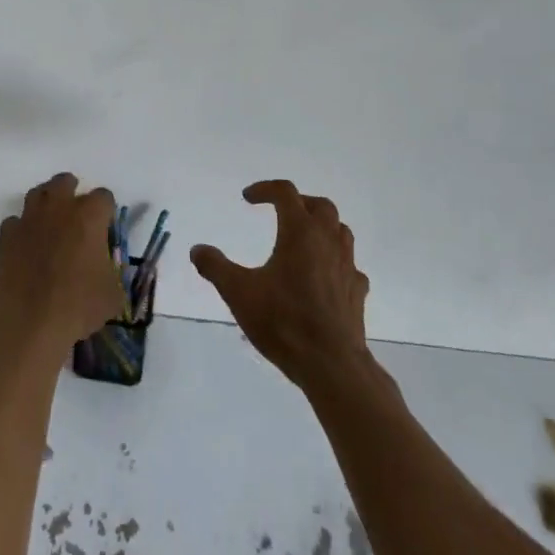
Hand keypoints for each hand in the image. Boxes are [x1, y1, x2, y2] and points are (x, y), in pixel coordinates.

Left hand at [0, 173, 124, 354]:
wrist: (27, 322)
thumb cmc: (77, 306)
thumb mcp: (112, 295)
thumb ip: (113, 273)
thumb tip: (108, 272)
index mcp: (89, 216)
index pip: (104, 197)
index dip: (106, 210)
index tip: (105, 227)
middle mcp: (58, 208)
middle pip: (64, 182)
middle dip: (72, 192)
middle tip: (75, 214)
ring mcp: (28, 219)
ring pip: (36, 194)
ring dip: (45, 203)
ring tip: (49, 223)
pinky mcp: (5, 236)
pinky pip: (14, 223)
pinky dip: (21, 230)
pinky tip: (25, 247)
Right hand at [191, 180, 371, 390]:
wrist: (332, 364)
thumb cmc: (283, 322)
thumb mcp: (239, 293)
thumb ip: (216, 267)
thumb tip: (197, 249)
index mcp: (300, 233)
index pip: (285, 193)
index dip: (265, 189)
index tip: (247, 198)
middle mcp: (327, 241)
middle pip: (320, 206)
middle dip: (299, 202)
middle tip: (280, 212)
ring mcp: (347, 266)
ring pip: (340, 230)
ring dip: (321, 226)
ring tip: (302, 239)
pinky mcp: (357, 291)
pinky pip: (349, 264)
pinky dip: (335, 260)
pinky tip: (323, 276)